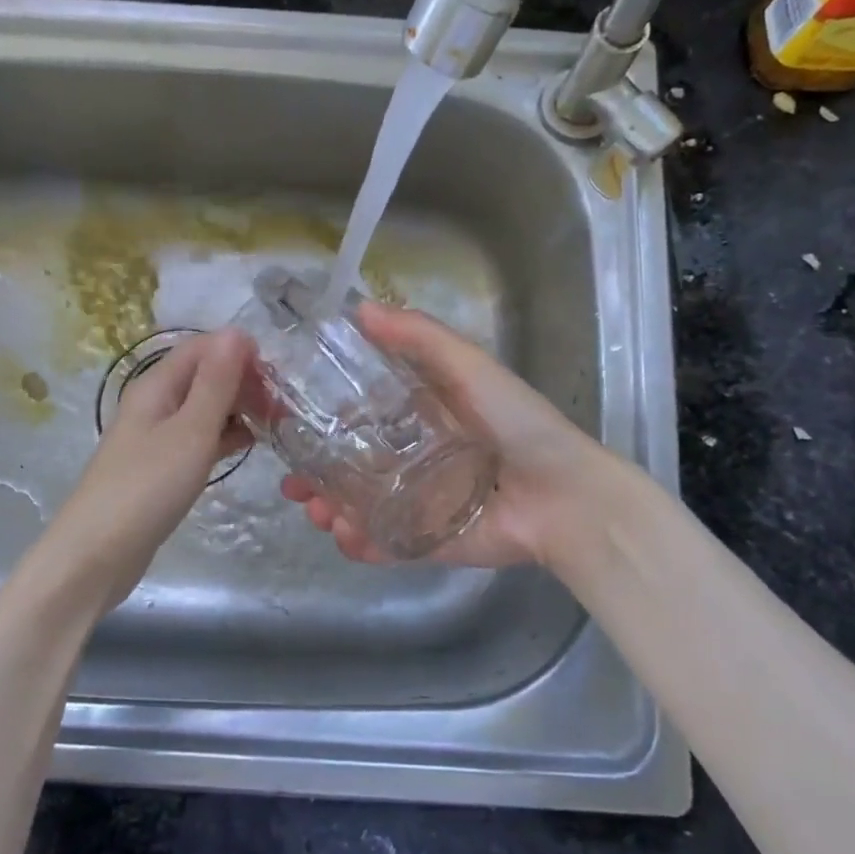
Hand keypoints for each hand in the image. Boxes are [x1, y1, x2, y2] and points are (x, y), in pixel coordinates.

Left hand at [43, 328, 252, 607]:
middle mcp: (156, 402)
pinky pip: (200, 436)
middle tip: (281, 407)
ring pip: (206, 407)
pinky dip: (225, 435)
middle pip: (205, 374)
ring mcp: (158, 435)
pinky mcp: (163, 464)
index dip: (241, 353)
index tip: (277, 377)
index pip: (204, 347)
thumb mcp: (190, 431)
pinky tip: (249, 446)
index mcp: (157, 384)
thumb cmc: (147, 487)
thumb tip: (237, 332)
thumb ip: (216, 382)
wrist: (97, 554)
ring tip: (275, 425)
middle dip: (244, 381)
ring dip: (238, 408)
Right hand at [282, 301, 610, 567]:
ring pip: (360, 509)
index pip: (360, 419)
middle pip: (352, 469)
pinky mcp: (429, 541)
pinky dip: (360, 545)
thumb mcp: (469, 367)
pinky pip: (385, 545)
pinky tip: (345, 536)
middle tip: (293, 484)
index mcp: (422, 418)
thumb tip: (359, 308)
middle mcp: (414, 461)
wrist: (564, 496)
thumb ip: (419, 337)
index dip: (323, 422)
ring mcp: (419, 504)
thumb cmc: (516, 423)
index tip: (290, 424)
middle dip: (317, 477)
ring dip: (331, 512)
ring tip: (317, 513)